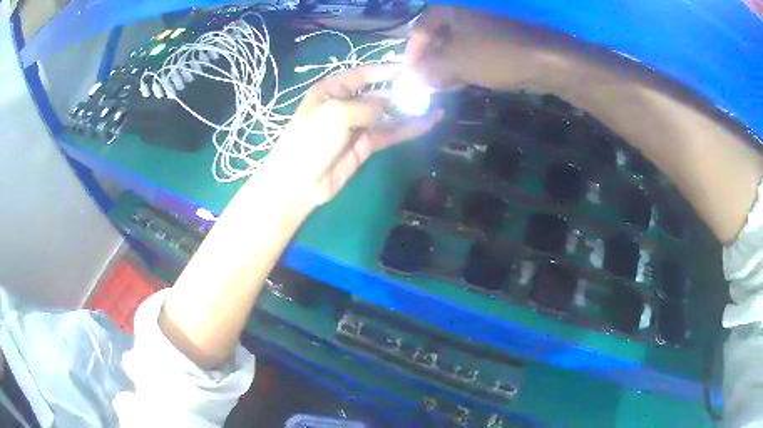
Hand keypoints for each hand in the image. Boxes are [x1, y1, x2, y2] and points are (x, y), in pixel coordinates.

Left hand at [264, 64, 442, 204]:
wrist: (299, 182)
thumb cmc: (310, 139)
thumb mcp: (336, 113)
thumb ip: (367, 105)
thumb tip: (390, 104)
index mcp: (331, 90)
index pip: (362, 75)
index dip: (385, 70)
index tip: (410, 68)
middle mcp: (345, 104)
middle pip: (378, 93)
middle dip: (402, 90)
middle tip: (429, 87)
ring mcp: (356, 126)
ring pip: (388, 114)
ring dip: (409, 110)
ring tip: (435, 103)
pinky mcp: (365, 146)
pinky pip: (390, 133)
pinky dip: (408, 129)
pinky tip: (428, 122)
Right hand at [405, 6, 555, 91]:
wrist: (544, 60)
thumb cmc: (494, 55)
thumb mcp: (454, 62)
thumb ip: (429, 69)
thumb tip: (413, 77)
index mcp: (450, 11)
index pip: (420, 29)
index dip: (412, 52)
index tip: (409, 73)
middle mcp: (464, 16)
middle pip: (437, 38)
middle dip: (429, 62)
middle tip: (424, 83)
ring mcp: (481, 29)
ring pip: (454, 48)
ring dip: (445, 68)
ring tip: (440, 87)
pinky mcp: (495, 43)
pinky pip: (471, 54)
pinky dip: (463, 68)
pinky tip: (459, 83)